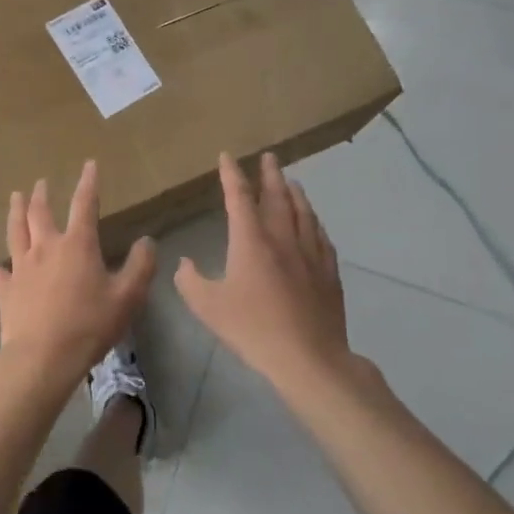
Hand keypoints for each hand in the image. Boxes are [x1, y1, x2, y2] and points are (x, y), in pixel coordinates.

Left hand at [0, 160, 155, 390]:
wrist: (43, 357)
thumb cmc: (89, 325)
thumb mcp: (127, 297)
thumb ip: (140, 266)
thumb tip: (147, 241)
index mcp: (77, 245)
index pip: (84, 205)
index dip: (88, 183)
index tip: (89, 164)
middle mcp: (46, 248)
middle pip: (41, 213)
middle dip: (42, 195)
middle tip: (41, 182)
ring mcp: (21, 267)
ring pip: (16, 231)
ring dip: (16, 212)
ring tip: (15, 196)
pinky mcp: (5, 289)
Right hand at [175, 153, 348, 386]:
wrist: (308, 357)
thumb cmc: (253, 328)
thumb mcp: (208, 307)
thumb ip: (191, 281)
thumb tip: (184, 264)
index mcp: (251, 240)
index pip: (239, 197)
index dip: (231, 174)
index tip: (227, 157)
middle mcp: (282, 237)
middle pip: (277, 196)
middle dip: (270, 174)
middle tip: (269, 156)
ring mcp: (310, 253)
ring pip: (303, 212)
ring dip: (295, 193)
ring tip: (291, 181)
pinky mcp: (329, 271)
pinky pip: (321, 236)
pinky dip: (314, 221)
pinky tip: (314, 223)